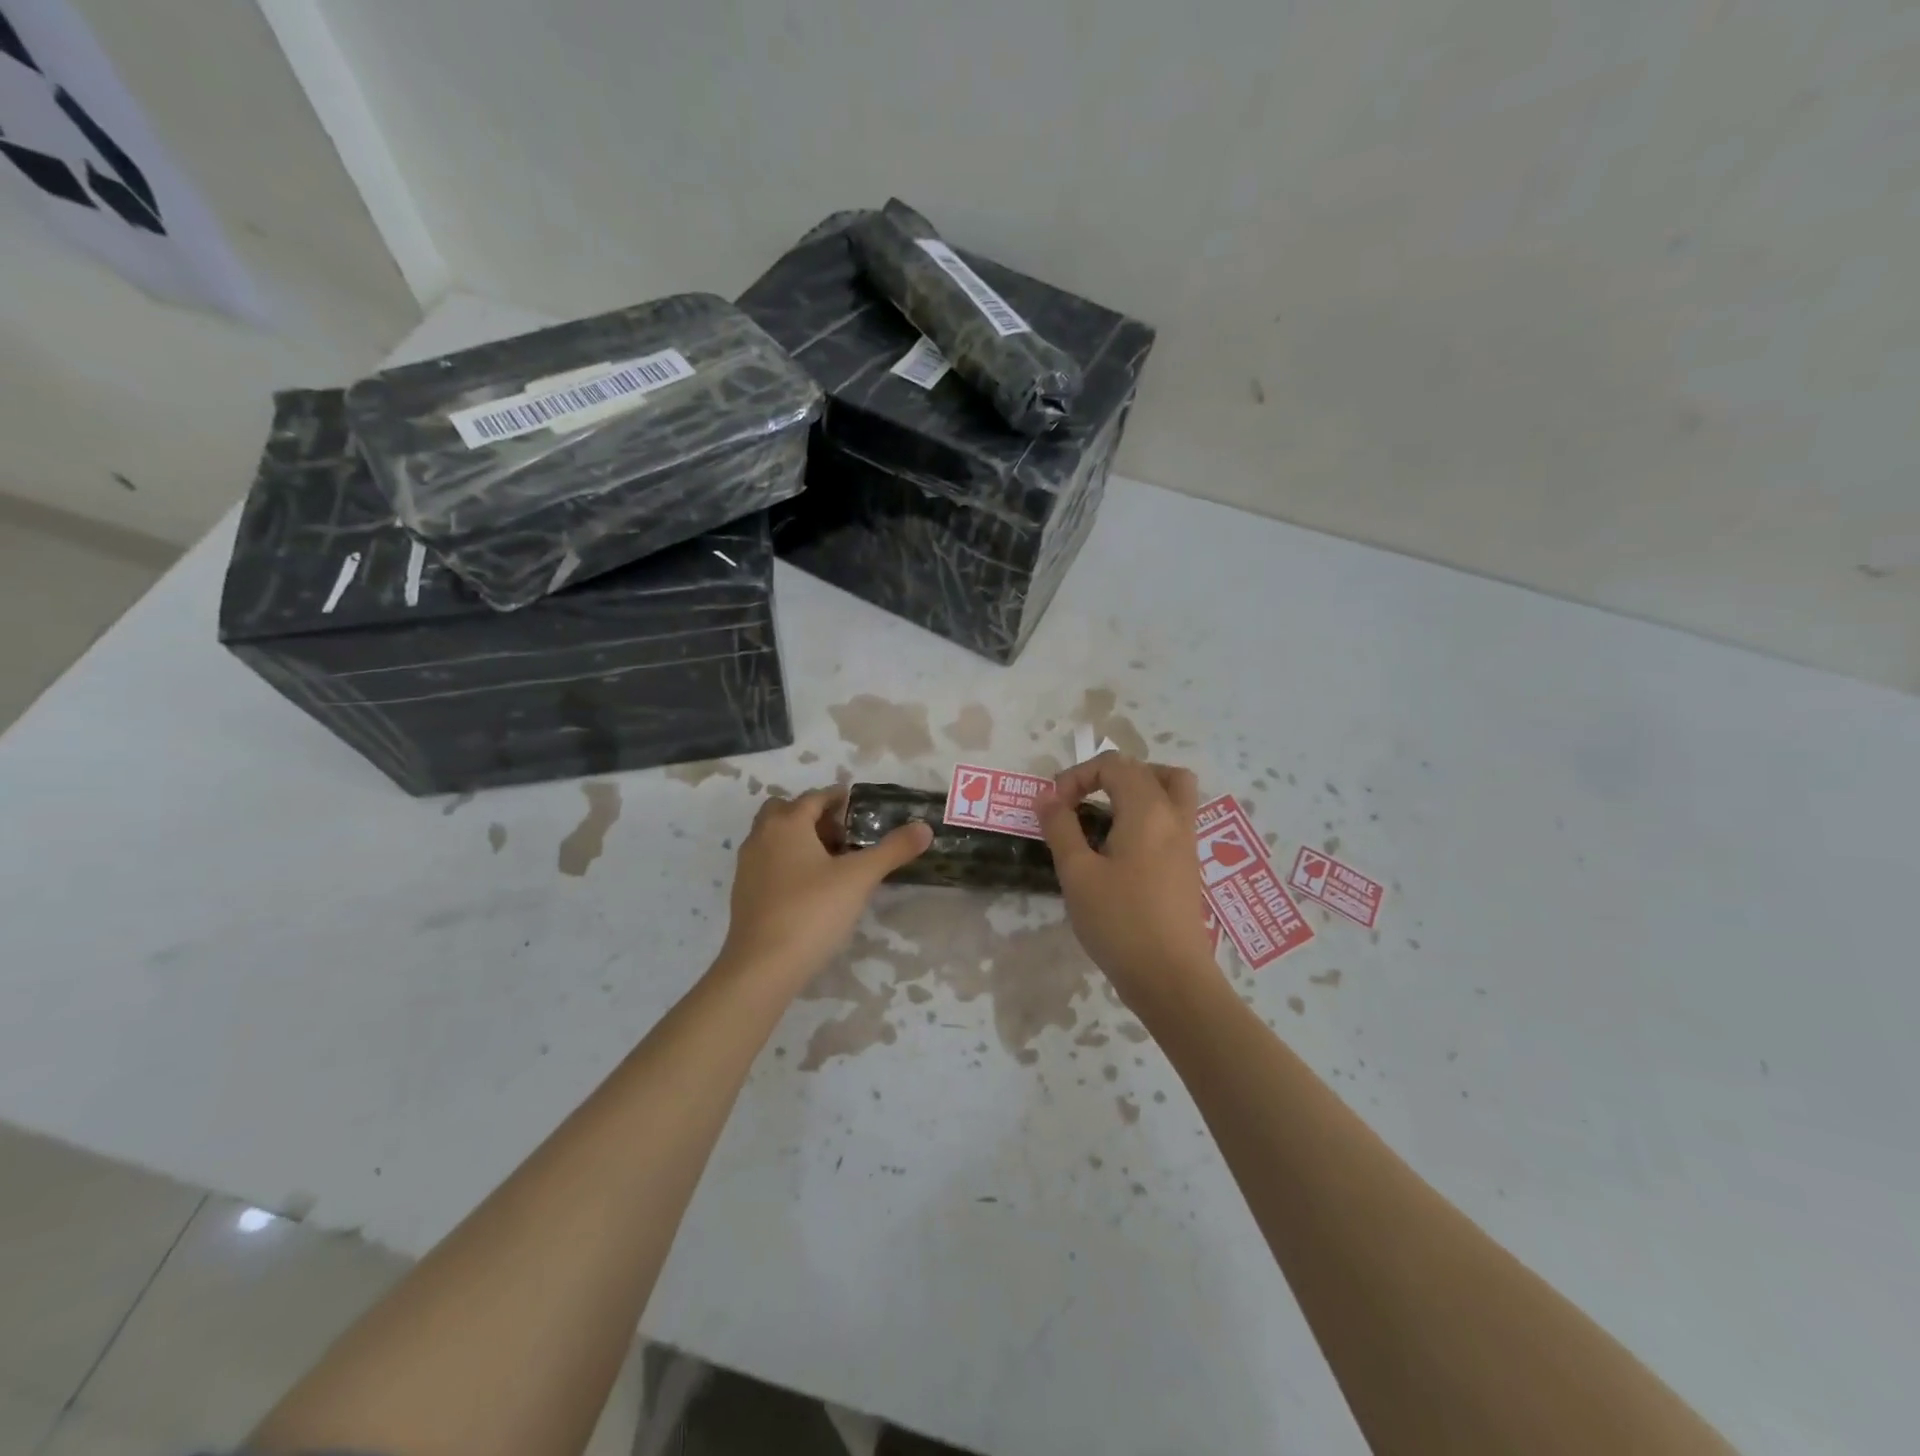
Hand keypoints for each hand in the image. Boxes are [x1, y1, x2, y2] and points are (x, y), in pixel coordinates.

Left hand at [720, 786, 931, 987]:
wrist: (761, 967)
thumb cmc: (812, 911)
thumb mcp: (860, 878)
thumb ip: (892, 850)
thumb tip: (924, 827)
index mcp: (787, 824)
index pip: (814, 797)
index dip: (837, 798)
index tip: (858, 806)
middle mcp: (761, 837)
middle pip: (785, 811)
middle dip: (812, 815)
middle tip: (842, 834)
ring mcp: (747, 866)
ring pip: (773, 837)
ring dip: (798, 839)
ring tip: (830, 862)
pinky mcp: (743, 893)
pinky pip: (767, 863)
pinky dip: (787, 862)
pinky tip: (810, 888)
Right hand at [1038, 753, 1220, 1011]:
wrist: (1171, 978)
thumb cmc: (1120, 922)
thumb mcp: (1077, 874)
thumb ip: (1061, 828)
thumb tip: (1046, 796)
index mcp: (1147, 810)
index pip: (1114, 765)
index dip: (1077, 776)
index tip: (1053, 807)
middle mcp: (1174, 817)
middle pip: (1150, 771)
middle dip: (1109, 776)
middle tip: (1082, 802)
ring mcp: (1187, 842)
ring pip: (1171, 792)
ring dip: (1137, 791)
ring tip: (1104, 816)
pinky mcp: (1188, 866)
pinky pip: (1173, 819)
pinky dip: (1148, 816)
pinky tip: (1120, 849)